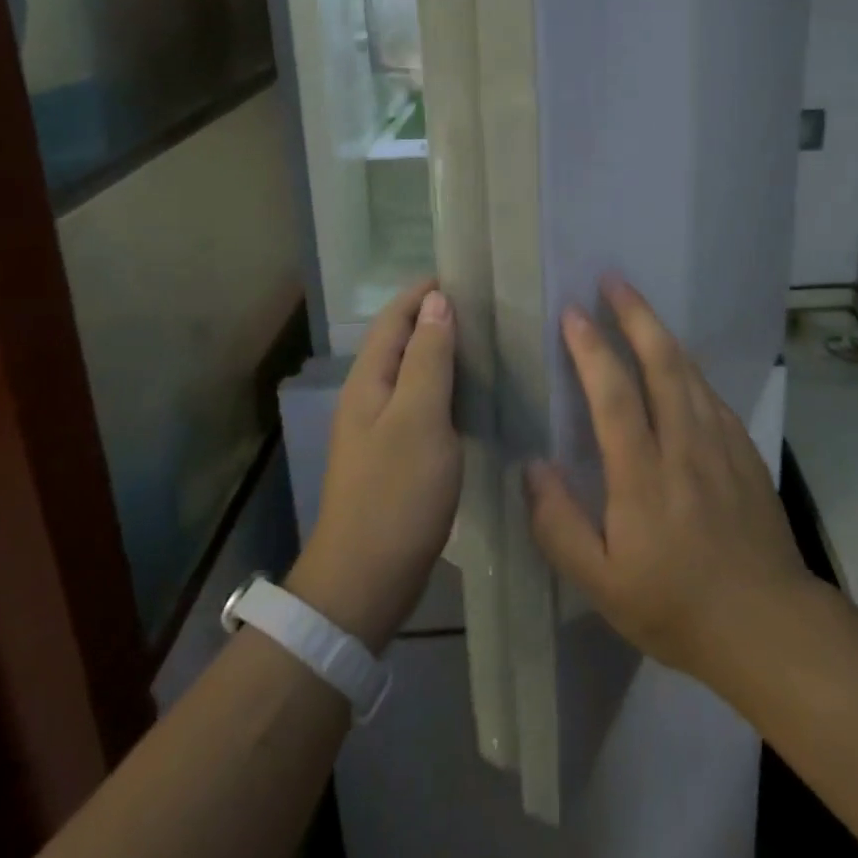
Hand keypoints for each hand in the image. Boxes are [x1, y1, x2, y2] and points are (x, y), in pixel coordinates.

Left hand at [286, 279, 460, 650]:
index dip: (425, 291)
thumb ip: (429, 358)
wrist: (365, 582)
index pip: (395, 317)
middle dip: (439, 316)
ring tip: (492, 342)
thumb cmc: (395, 494)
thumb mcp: (419, 418)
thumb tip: (437, 301)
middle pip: (404, 341)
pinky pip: (424, 404)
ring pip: (416, 373)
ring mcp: (382, 428)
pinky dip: (449, 387)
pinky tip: (478, 394)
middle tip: (491, 307)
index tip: (469, 275)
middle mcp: (371, 396)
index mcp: (370, 381)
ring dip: (446, 352)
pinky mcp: (398, 455)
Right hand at [524, 277, 814, 684]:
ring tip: (637, 306)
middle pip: (660, 361)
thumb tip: (533, 466)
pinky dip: (687, 366)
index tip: (572, 312)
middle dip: (634, 314)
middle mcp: (684, 444)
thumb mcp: (601, 585)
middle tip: (612, 280)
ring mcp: (720, 442)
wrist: (767, 623)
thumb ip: (560, 525)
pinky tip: (678, 362)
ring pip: (688, 370)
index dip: (591, 348)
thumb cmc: (675, 606)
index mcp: (643, 475)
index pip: (614, 394)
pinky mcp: (744, 449)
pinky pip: (710, 393)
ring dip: (661, 331)